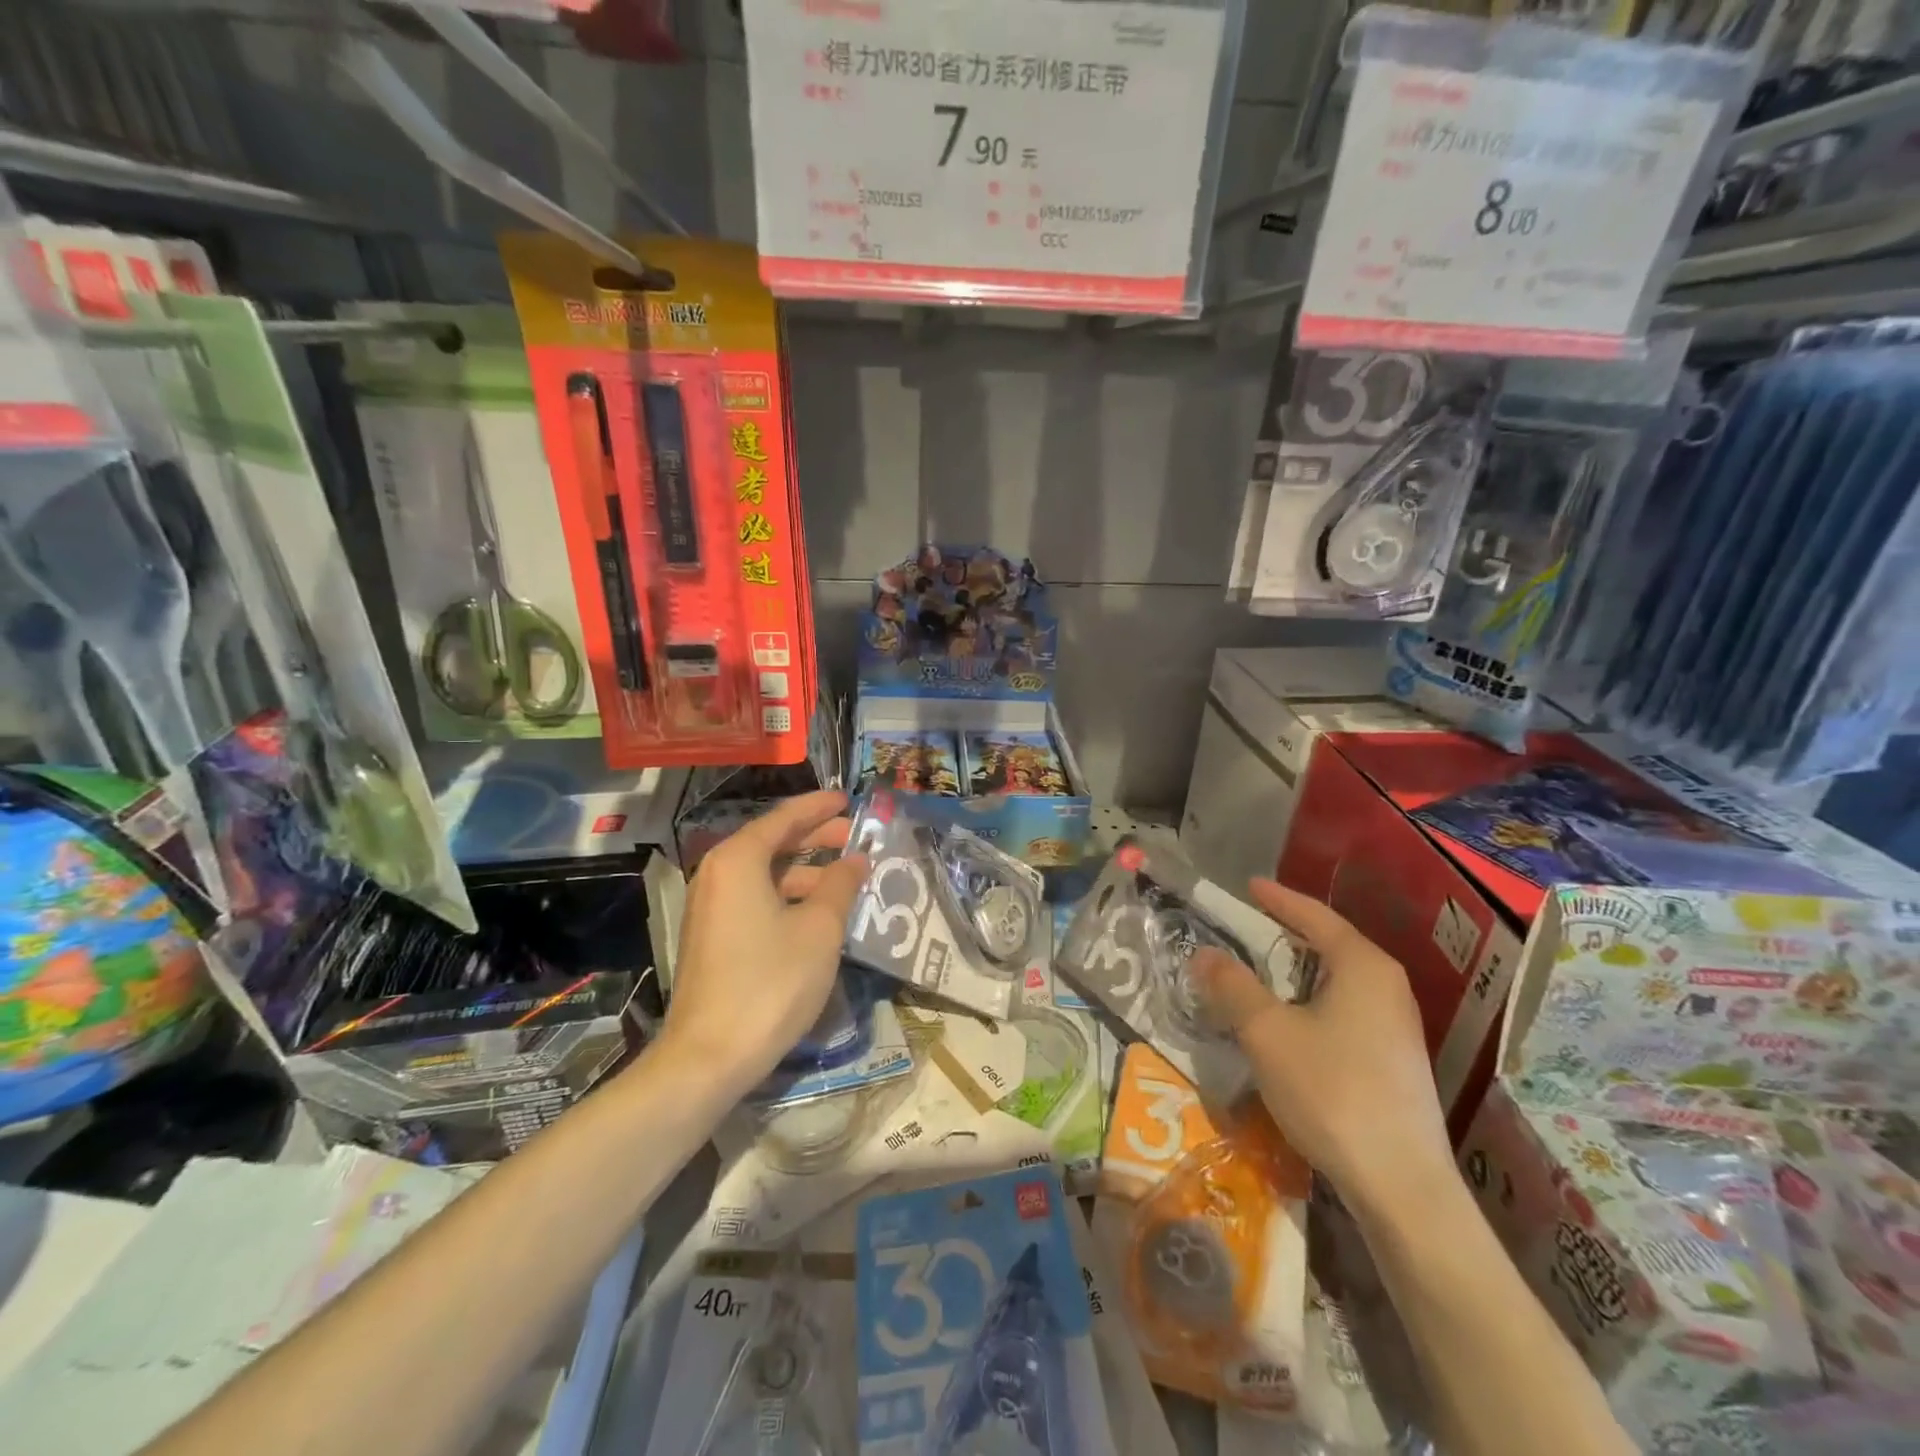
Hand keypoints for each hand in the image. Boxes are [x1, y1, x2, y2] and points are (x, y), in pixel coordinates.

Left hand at [660, 791, 869, 1095]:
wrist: (709, 1057)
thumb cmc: (771, 982)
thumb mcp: (820, 929)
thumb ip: (841, 884)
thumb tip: (856, 859)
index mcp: (739, 859)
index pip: (785, 817)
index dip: (820, 806)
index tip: (849, 800)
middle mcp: (717, 873)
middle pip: (773, 842)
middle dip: (816, 837)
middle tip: (856, 837)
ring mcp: (710, 907)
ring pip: (766, 874)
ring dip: (806, 872)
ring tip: (847, 881)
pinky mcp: (712, 936)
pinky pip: (755, 898)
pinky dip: (788, 896)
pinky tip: (819, 913)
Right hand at [1190, 879, 1454, 1218]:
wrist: (1402, 1186)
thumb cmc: (1332, 1091)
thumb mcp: (1267, 1032)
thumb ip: (1232, 986)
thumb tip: (1203, 954)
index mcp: (1364, 966)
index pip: (1315, 916)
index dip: (1278, 899)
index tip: (1249, 885)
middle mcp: (1388, 987)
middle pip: (1330, 944)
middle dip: (1286, 934)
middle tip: (1246, 926)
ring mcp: (1397, 1026)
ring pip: (1337, 981)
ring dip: (1296, 972)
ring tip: (1259, 971)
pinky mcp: (1394, 1060)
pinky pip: (1345, 1009)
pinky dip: (1310, 1001)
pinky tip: (1289, 1022)